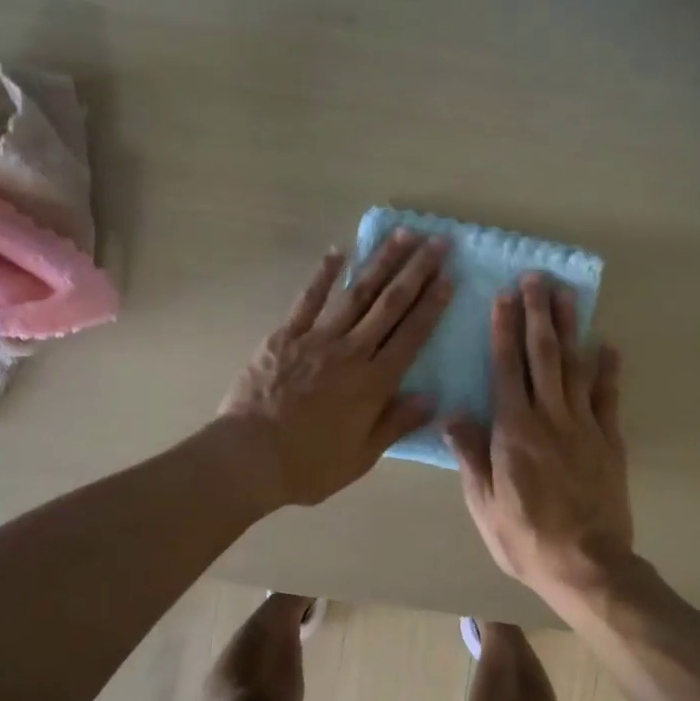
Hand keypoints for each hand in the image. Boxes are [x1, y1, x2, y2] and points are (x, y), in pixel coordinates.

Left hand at [219, 232, 450, 508]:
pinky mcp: (286, 335)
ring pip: (357, 293)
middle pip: (391, 304)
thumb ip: (396, 423)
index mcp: (374, 383)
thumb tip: (431, 397)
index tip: (450, 276)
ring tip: (403, 235)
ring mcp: (317, 338)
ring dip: (382, 262)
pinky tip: (338, 251)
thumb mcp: (362, 456)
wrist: (250, 457)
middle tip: (438, 242)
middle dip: (417, 271)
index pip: (412, 335)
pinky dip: (324, 274)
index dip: (433, 304)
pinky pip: (308, 299)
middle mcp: (351, 352)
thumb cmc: (309, 465)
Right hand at [444, 273, 634, 602]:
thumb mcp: (483, 502)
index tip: (503, 297)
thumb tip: (452, 414)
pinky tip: (607, 344)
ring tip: (567, 294)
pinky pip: (608, 396)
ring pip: (575, 366)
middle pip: (543, 355)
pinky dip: (608, 368)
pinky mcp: (609, 440)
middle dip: (538, 314)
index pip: (506, 368)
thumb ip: (470, 454)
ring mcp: (584, 426)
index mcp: (513, 430)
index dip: (504, 330)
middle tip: (536, 278)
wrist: (587, 564)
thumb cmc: (525, 537)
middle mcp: (549, 417)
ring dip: (570, 328)